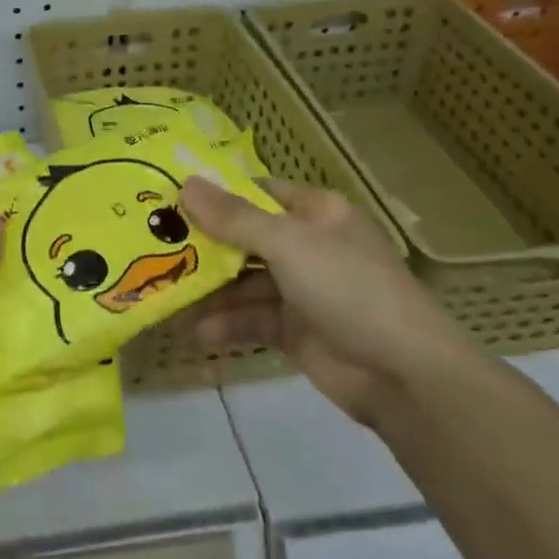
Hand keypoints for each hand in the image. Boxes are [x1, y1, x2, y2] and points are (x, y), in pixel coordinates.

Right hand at [178, 178, 476, 424]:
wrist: (405, 375)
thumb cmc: (349, 289)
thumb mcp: (289, 244)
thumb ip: (234, 218)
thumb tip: (185, 183)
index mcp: (317, 213)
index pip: (258, 192)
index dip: (216, 194)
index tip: (169, 197)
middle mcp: (308, 246)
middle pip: (245, 238)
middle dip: (203, 245)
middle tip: (153, 246)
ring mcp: (302, 290)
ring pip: (243, 282)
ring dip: (209, 291)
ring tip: (165, 295)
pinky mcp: (295, 330)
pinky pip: (251, 319)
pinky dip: (226, 324)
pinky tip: (196, 331)